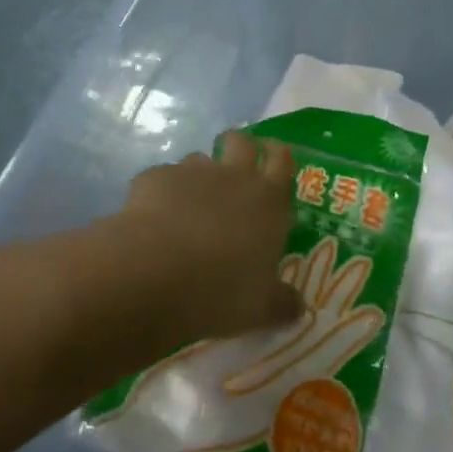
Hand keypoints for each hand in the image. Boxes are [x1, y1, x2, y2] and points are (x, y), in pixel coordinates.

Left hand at [105, 132, 305, 352]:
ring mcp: (192, 175)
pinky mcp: (153, 180)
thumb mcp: (262, 308)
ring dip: (199, 174)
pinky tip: (152, 219)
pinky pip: (162, 178)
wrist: (154, 274)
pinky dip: (160, 193)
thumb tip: (299, 309)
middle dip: (240, 146)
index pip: (282, 160)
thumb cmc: (221, 289)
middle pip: (241, 142)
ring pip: (199, 159)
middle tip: (234, 166)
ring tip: (191, 202)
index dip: (278, 154)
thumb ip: (283, 304)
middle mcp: (234, 178)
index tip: (273, 157)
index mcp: (269, 201)